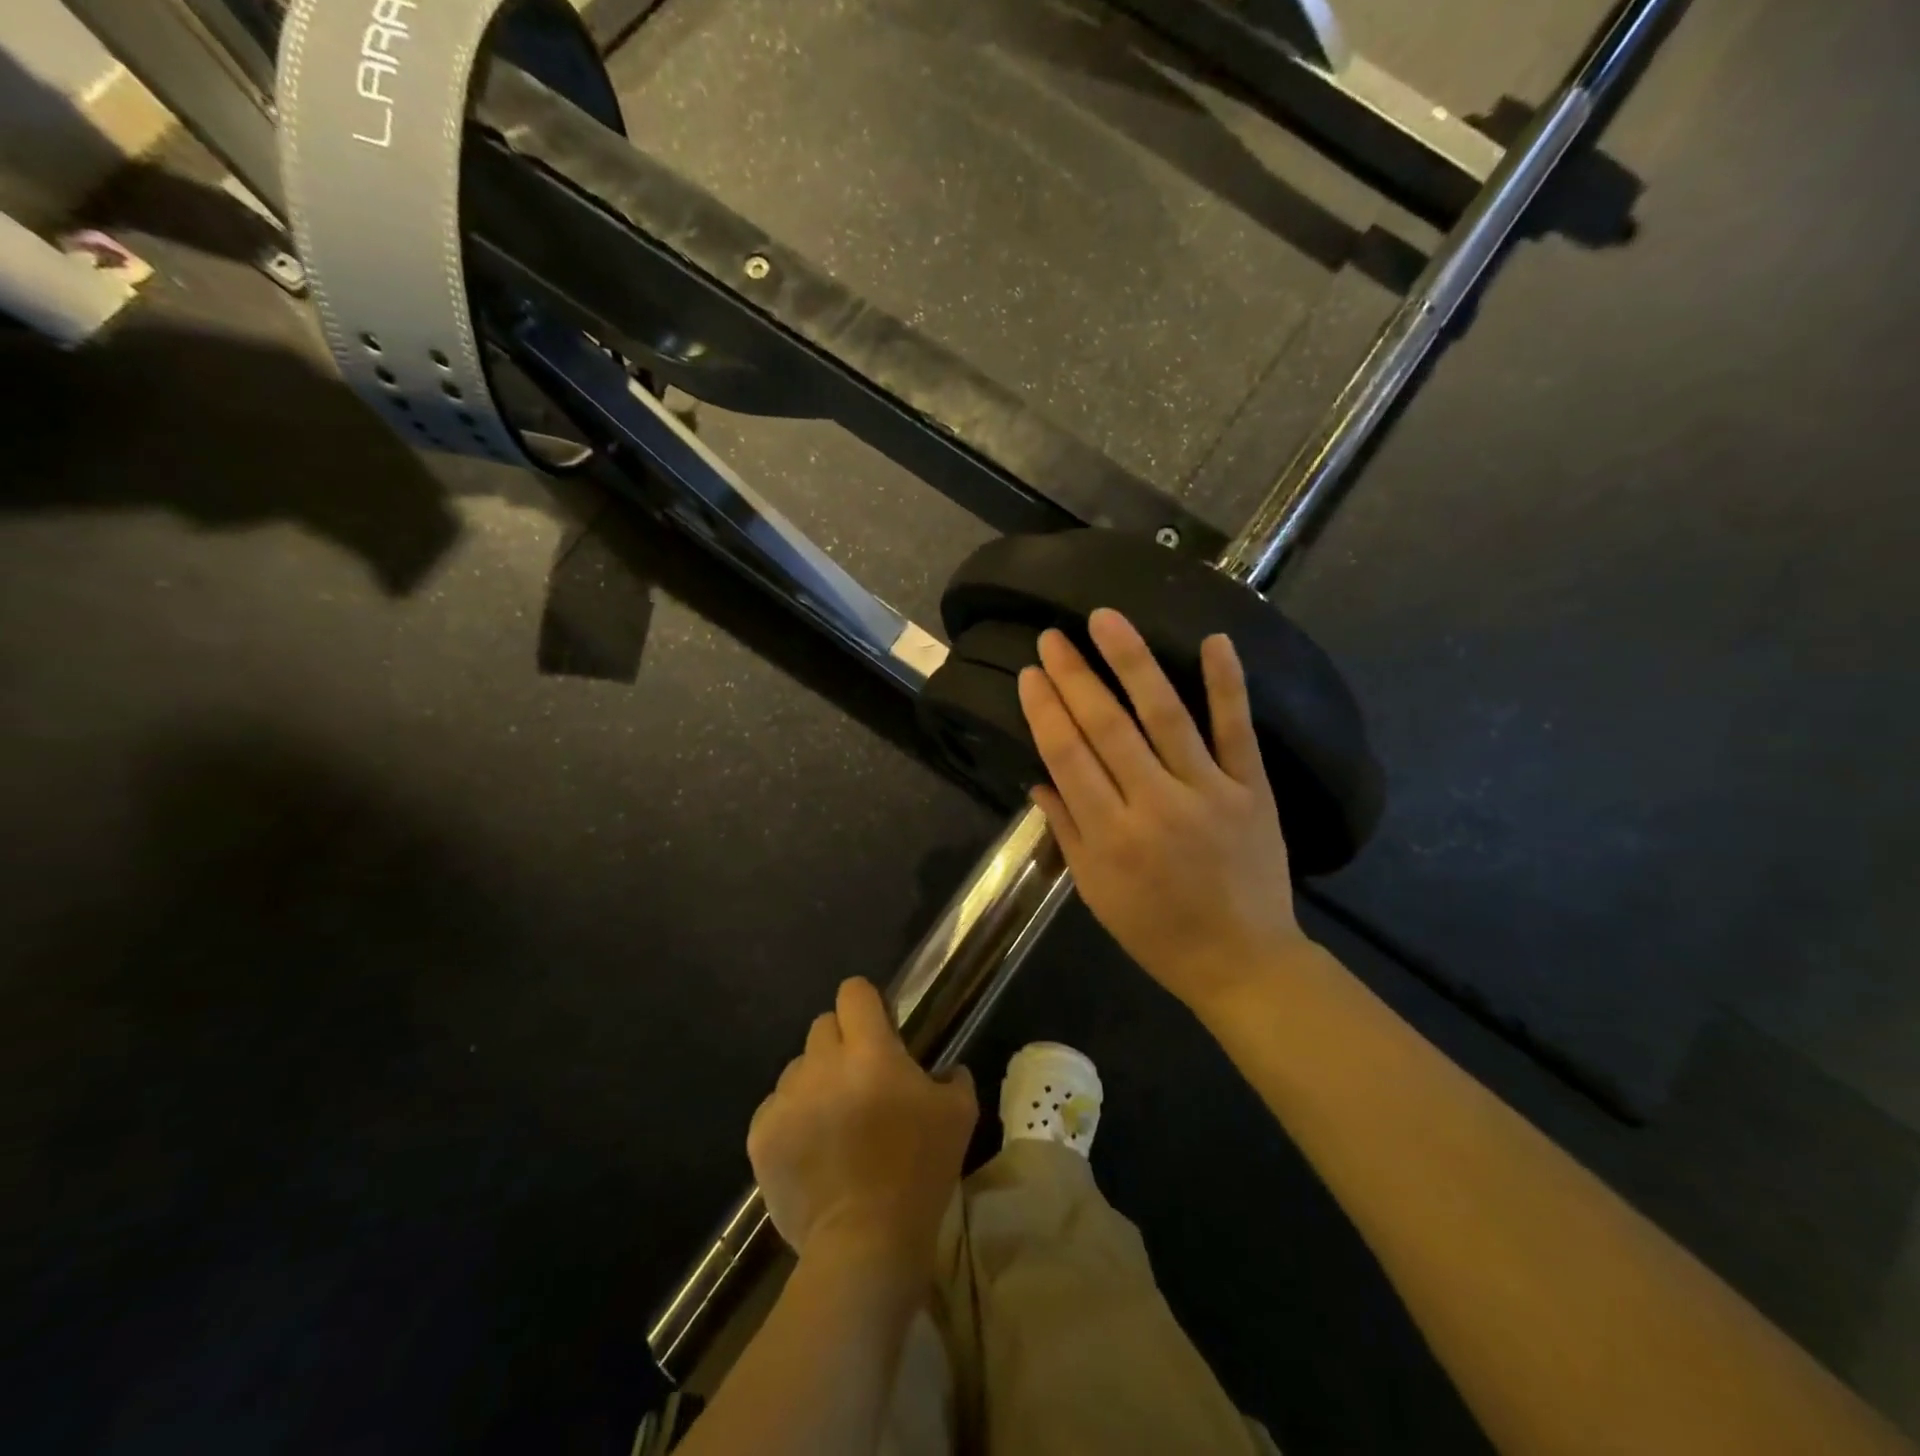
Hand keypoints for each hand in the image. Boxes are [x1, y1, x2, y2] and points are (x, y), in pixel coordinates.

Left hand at [748, 978, 976, 1280]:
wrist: (865, 1243)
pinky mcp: (761, 1136)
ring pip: (798, 1068)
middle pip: (823, 1026)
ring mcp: (786, 1099)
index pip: (854, 992)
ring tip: (834, 1121)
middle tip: (861, 1080)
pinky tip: (811, 1149)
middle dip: (842, 1043)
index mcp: (870, 1050)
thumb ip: (954, 1077)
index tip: (880, 1027)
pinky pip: (775, 1108)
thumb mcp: (959, 1116)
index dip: (867, 1004)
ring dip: (816, 1082)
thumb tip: (945, 1070)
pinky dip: (792, 1119)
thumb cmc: (919, 1172)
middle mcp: (822, 1063)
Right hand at [1018, 609, 1311, 1009]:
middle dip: (1074, 677)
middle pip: (1107, 728)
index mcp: (1110, 836)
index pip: (1067, 757)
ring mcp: (1207, 791)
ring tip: (1106, 619)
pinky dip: (1227, 684)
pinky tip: (1214, 640)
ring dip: (1132, 663)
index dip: (1045, 711)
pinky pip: (1236, 729)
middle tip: (1053, 635)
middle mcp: (1154, 804)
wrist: (1242, 960)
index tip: (1030, 674)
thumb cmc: (1157, 932)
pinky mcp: (1251, 788)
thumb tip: (1040, 779)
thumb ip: (1067, 831)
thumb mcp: (1095, 893)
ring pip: (1164, 715)